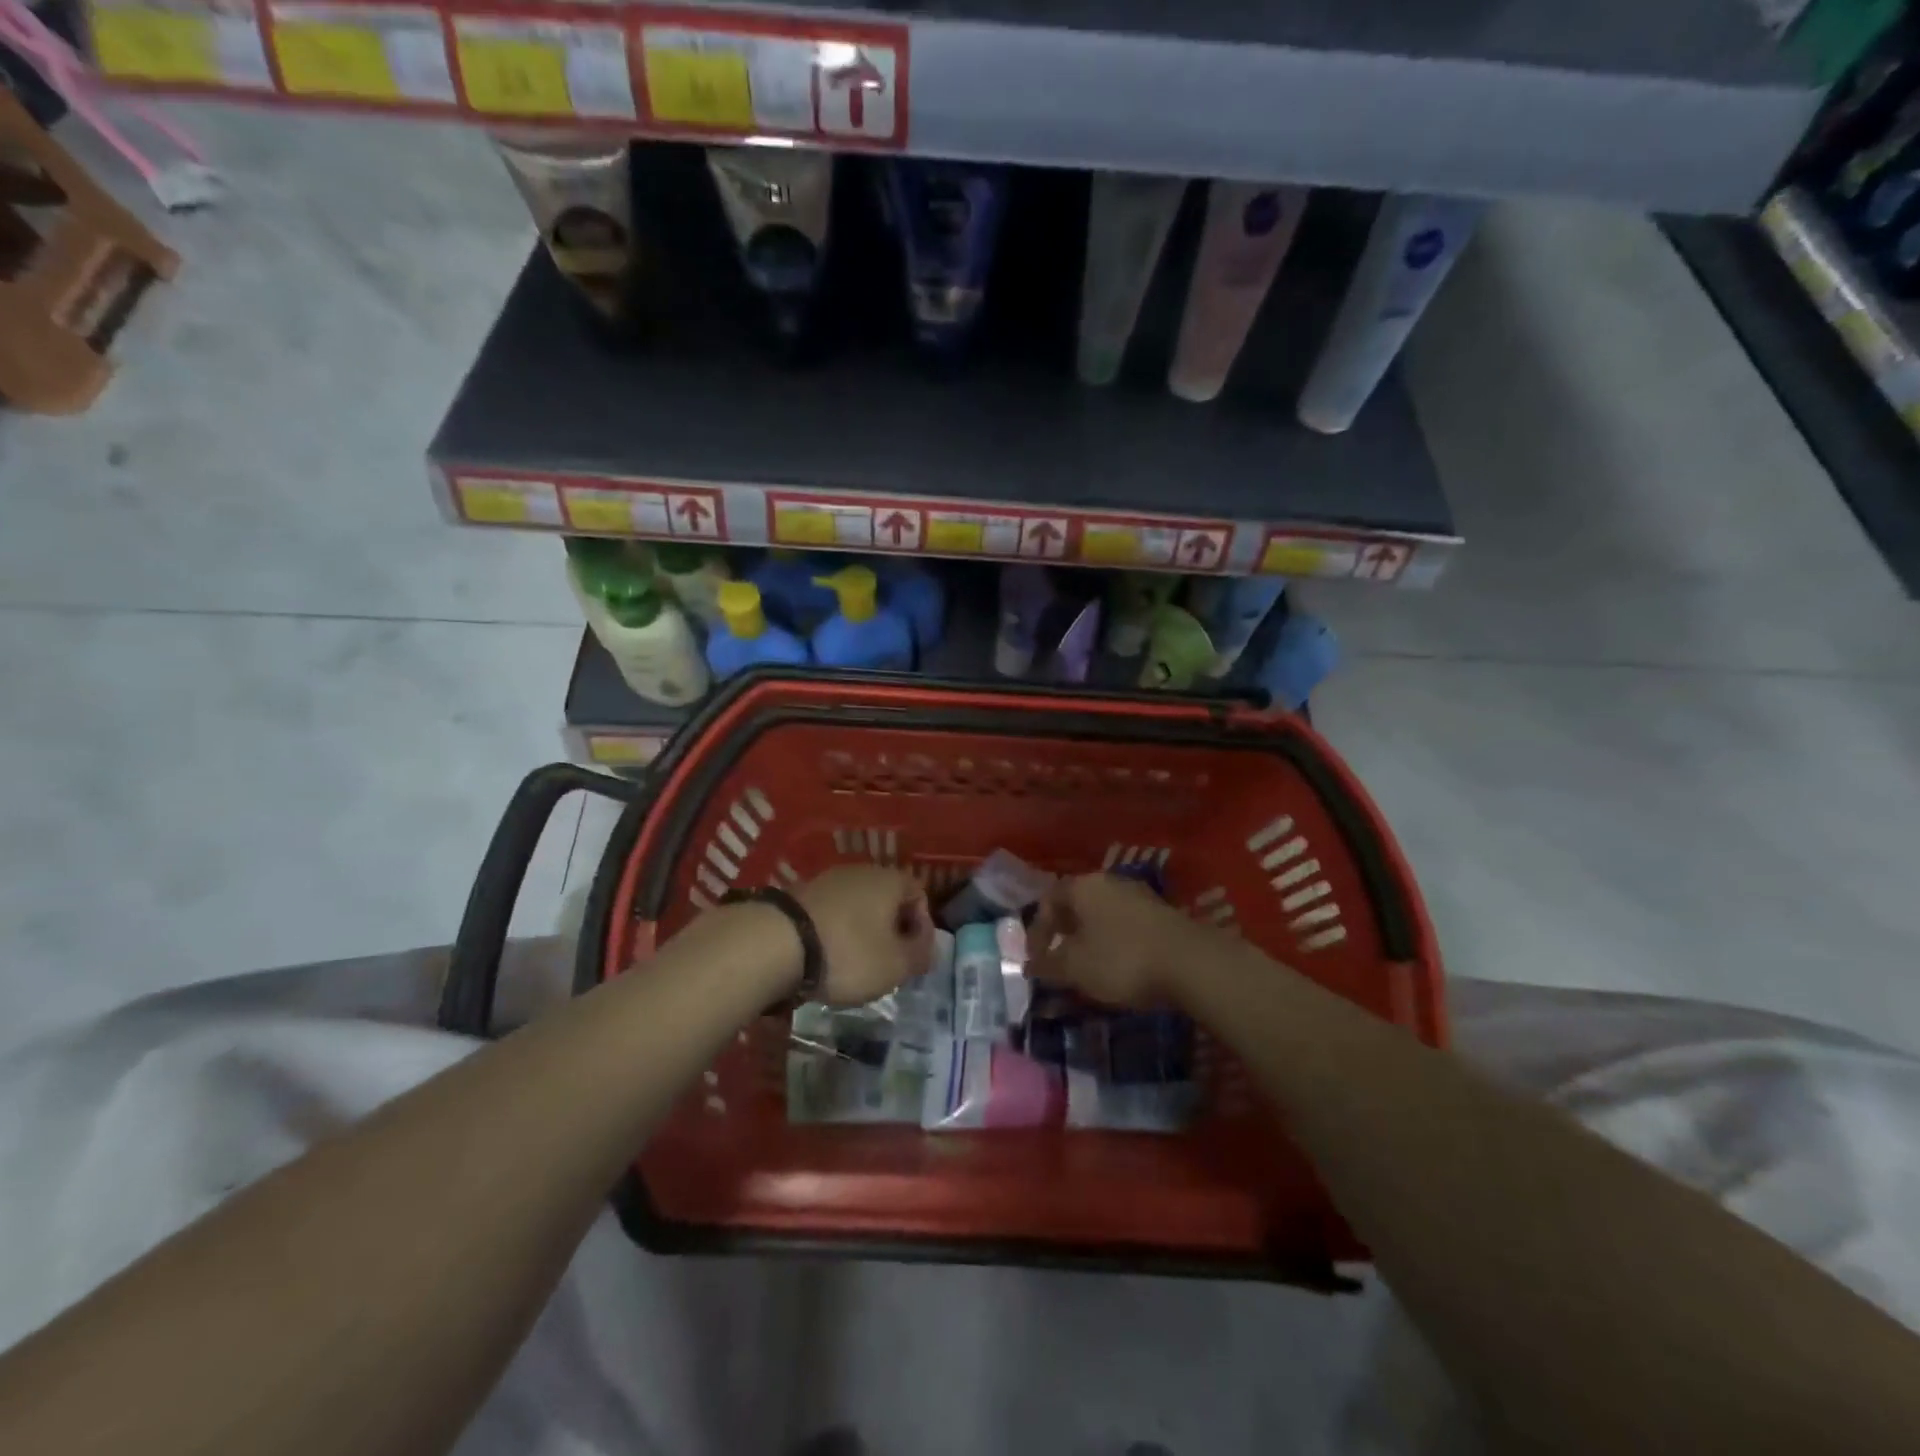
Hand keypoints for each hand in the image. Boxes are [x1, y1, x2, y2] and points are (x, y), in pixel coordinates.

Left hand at [796, 865, 932, 1004]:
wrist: (776, 943)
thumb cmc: (849, 953)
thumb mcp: (895, 965)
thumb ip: (919, 956)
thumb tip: (927, 949)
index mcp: (890, 880)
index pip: (919, 894)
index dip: (922, 927)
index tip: (914, 957)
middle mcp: (861, 871)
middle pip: (886, 898)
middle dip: (890, 930)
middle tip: (887, 963)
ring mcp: (827, 879)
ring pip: (857, 905)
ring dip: (861, 931)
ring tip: (854, 964)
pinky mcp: (799, 893)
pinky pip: (830, 912)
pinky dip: (834, 931)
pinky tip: (825, 956)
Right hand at [1026, 874, 1197, 1007]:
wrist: (1191, 963)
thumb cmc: (1121, 959)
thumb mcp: (1075, 968)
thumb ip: (1048, 965)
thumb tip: (1029, 965)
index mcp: (1083, 886)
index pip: (1048, 900)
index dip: (1037, 931)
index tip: (1035, 961)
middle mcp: (1109, 882)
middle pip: (1076, 904)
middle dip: (1064, 933)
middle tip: (1058, 962)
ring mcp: (1139, 895)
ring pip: (1102, 914)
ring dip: (1090, 938)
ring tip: (1088, 968)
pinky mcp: (1162, 914)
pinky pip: (1125, 925)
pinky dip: (1114, 943)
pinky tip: (1119, 966)